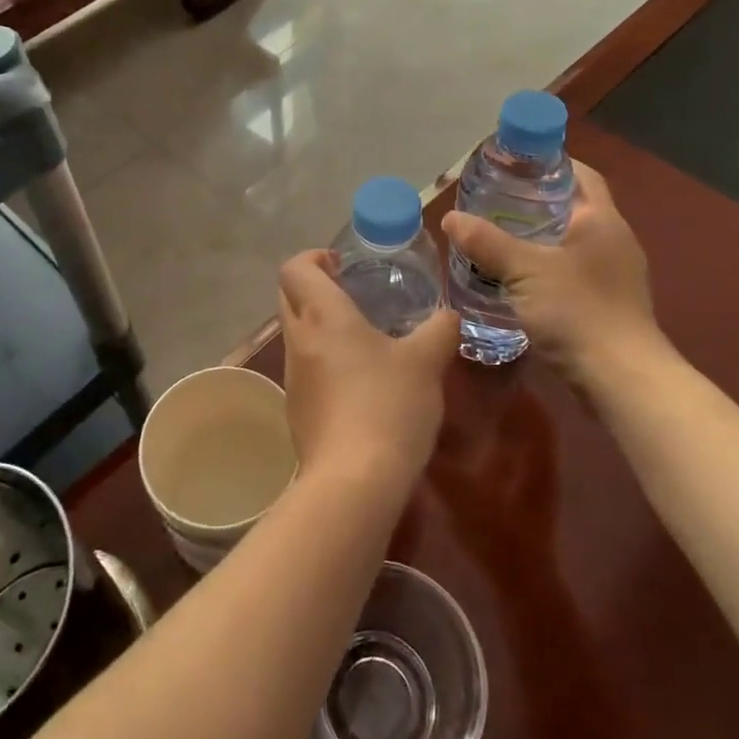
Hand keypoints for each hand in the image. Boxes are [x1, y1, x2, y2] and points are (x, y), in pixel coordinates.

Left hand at [278, 250, 457, 496]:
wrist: (354, 481)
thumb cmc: (388, 405)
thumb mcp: (427, 362)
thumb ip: (440, 330)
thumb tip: (449, 315)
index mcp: (322, 315)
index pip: (295, 268)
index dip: (313, 258)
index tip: (341, 264)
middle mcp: (298, 339)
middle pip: (288, 296)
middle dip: (313, 287)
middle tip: (352, 293)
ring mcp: (292, 376)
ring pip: (296, 333)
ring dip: (319, 325)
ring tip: (362, 338)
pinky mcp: (296, 409)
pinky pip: (304, 368)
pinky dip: (323, 360)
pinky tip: (358, 381)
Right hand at [440, 161, 669, 397]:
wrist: (621, 380)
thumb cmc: (578, 312)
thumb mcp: (524, 271)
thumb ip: (486, 242)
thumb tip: (450, 218)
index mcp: (602, 220)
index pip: (580, 174)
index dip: (549, 163)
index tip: (512, 164)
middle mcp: (613, 241)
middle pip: (572, 207)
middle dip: (534, 202)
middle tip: (491, 200)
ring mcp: (614, 275)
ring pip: (569, 242)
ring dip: (537, 237)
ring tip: (495, 237)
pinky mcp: (607, 304)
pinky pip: (571, 271)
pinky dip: (544, 267)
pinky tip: (514, 279)